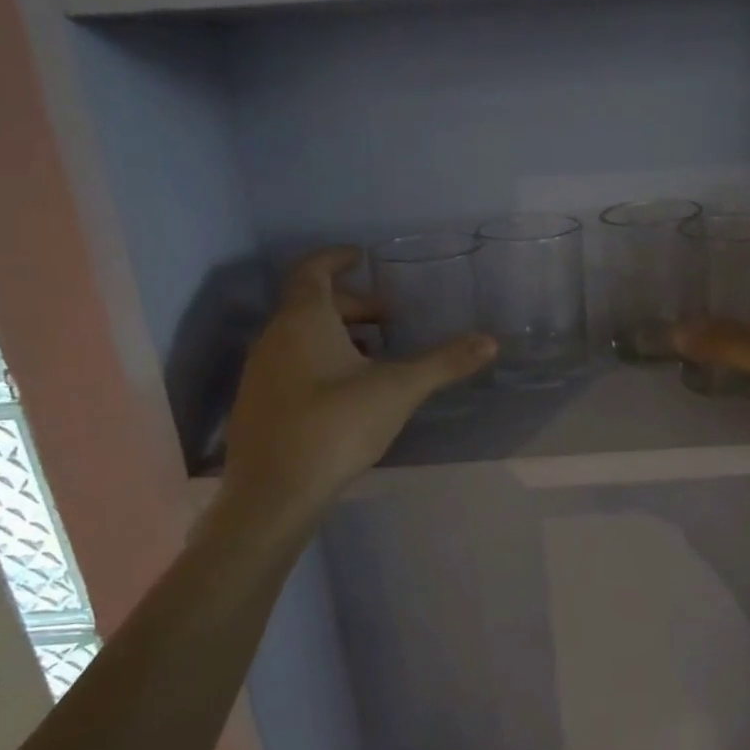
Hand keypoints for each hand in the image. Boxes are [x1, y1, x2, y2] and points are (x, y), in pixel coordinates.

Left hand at [216, 248, 494, 519]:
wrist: (274, 493)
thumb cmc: (336, 426)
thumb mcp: (399, 390)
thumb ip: (444, 363)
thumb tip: (491, 341)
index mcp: (303, 320)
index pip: (312, 270)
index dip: (336, 258)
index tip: (363, 257)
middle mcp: (274, 338)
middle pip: (311, 305)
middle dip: (352, 305)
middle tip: (389, 318)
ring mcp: (260, 372)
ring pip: (300, 337)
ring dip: (338, 335)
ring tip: (376, 355)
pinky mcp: (258, 404)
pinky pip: (291, 364)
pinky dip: (320, 361)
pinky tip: (348, 392)